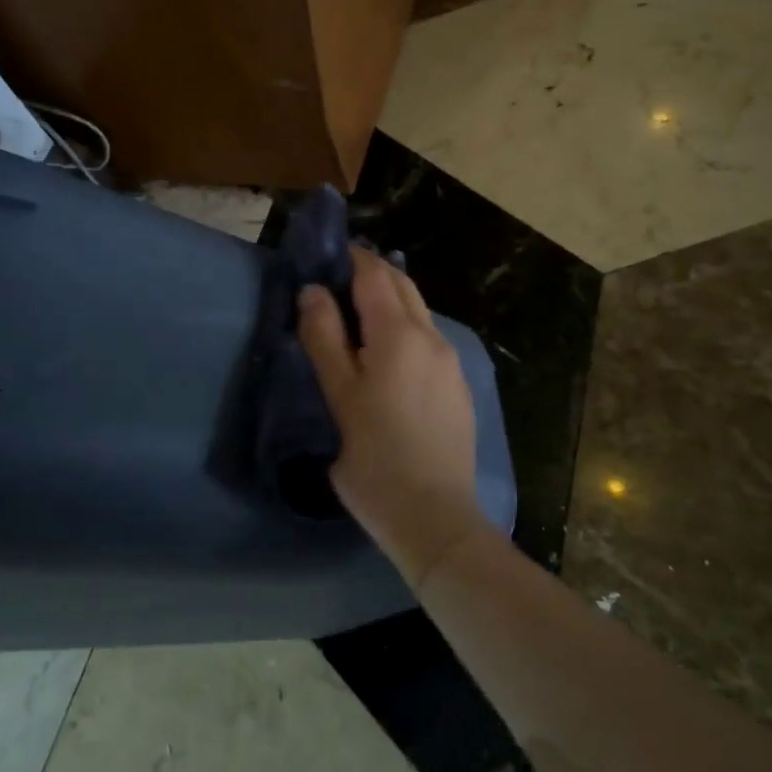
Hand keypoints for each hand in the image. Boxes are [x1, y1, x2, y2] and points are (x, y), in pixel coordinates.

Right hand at [298, 248, 486, 590]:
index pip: (375, 275)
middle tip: (337, 278)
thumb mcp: (339, 396)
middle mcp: (432, 337)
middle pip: (403, 286)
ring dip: (391, 300)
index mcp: (399, 334)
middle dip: (373, 273)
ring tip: (357, 313)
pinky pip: (429, 339)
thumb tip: (314, 291)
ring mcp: (451, 362)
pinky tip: (388, 352)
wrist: (434, 516)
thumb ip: (324, 338)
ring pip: (419, 312)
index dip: (352, 258)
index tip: (327, 255)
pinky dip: (406, 327)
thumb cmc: (374, 457)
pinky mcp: (458, 386)